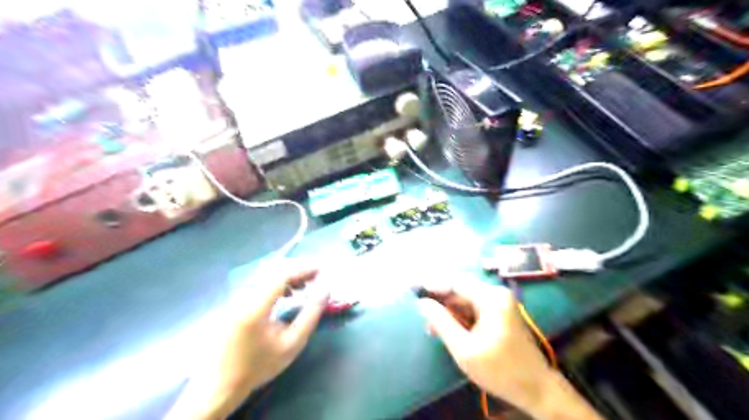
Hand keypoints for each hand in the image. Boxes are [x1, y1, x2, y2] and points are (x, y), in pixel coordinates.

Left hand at [167, 268, 328, 417]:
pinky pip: (258, 283)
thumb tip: (324, 290)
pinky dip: (276, 283)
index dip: (303, 269)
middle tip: (315, 278)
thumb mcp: (292, 343)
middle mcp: (242, 296)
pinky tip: (286, 293)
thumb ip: (310, 315)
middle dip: (297, 270)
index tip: (320, 270)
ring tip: (305, 285)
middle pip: (273, 271)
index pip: (281, 276)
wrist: (221, 384)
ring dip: (287, 276)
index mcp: (254, 307)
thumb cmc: (260, 365)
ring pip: (265, 275)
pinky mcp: (233, 301)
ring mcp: (234, 298)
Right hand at [415, 283, 555, 413]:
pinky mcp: (499, 313)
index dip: (433, 284)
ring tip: (432, 328)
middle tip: (422, 314)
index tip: (413, 289)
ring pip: (465, 300)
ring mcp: (499, 303)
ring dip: (448, 312)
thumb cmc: (500, 370)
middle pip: (460, 290)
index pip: (455, 282)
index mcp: (491, 298)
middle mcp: (496, 294)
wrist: (537, 389)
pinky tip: (448, 330)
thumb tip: (422, 303)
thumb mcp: (464, 348)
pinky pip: (474, 308)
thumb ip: (441, 322)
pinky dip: (460, 317)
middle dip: (440, 302)